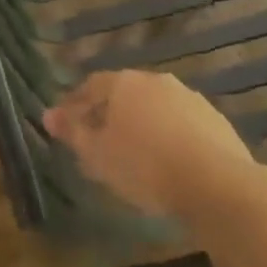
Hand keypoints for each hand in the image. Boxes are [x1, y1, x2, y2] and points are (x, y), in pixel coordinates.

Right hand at [44, 69, 259, 217]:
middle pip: (124, 93)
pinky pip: (181, 124)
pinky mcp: (215, 120)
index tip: (66, 123)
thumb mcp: (97, 155)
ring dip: (141, 124)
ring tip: (134, 153)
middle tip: (99, 139)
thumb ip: (72, 132)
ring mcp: (189, 98)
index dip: (76, 103)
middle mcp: (155, 81)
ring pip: (154, 107)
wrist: (218, 184)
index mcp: (123, 83)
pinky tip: (168, 160)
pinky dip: (168, 136)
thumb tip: (47, 115)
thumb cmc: (145, 166)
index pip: (90, 86)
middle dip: (109, 113)